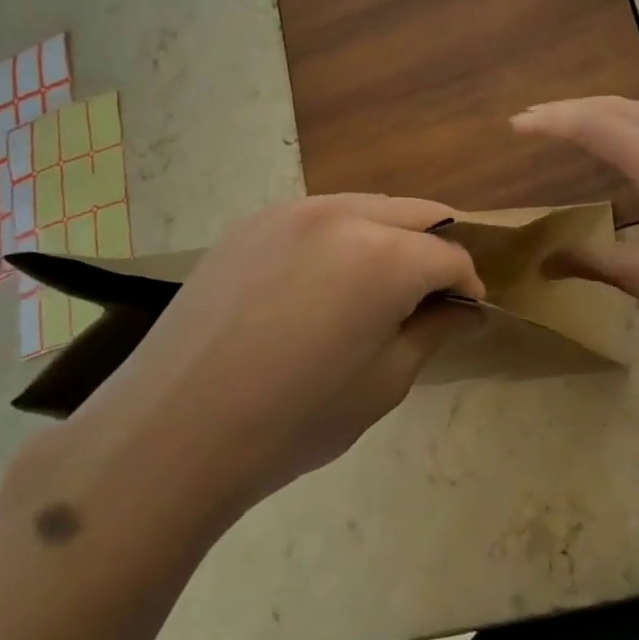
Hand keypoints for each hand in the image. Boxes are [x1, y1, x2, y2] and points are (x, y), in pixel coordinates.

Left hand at [84, 195, 484, 504]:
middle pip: (416, 214)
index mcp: (386, 256)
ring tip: (376, 288)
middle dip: (435, 250)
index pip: (451, 257)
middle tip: (428, 296)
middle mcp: (343, 215)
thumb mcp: (385, 383)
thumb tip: (464, 310)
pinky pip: (318, 217)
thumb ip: (432, 332)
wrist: (171, 432)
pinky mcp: (251, 223)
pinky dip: (341, 238)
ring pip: (367, 207)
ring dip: (389, 238)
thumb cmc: (294, 420)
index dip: (467, 286)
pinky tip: (321, 284)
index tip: (464, 314)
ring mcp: (291, 211)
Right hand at [511, 97, 638, 349]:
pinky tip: (631, 143)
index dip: (550, 122)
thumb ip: (592, 262)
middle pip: (618, 107)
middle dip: (571, 108)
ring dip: (605, 109)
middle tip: (533, 119)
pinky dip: (633, 119)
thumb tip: (544, 263)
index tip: (514, 125)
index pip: (593, 125)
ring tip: (574, 122)